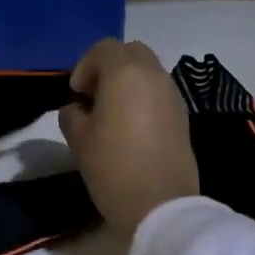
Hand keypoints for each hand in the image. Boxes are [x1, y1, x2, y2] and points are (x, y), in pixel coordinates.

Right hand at [59, 39, 197, 237]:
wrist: (161, 206)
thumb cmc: (113, 168)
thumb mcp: (79, 139)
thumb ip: (72, 113)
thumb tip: (78, 108)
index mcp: (125, 74)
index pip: (104, 48)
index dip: (85, 66)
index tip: (76, 94)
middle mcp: (153, 76)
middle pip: (130, 52)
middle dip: (109, 67)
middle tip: (93, 96)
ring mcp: (173, 95)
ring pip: (148, 71)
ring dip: (127, 82)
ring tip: (111, 114)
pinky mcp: (183, 116)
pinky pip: (159, 92)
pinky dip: (143, 97)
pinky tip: (131, 127)